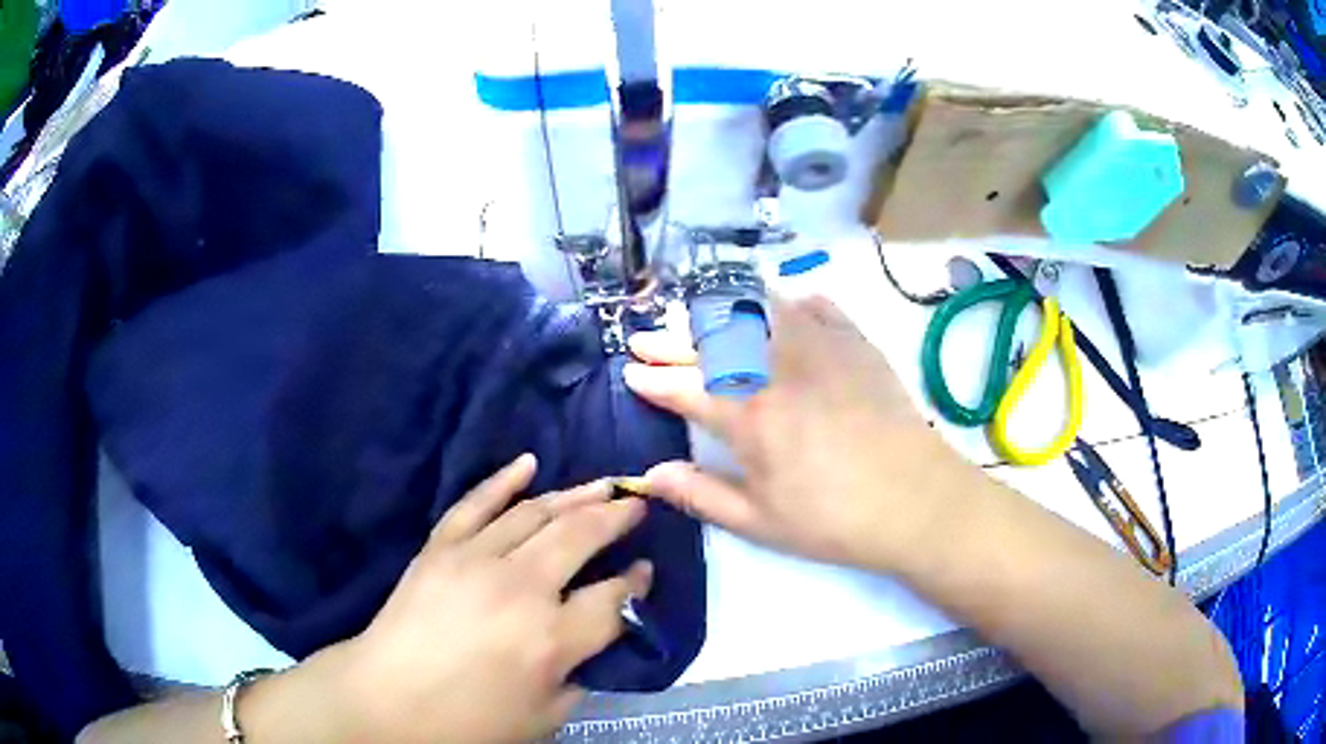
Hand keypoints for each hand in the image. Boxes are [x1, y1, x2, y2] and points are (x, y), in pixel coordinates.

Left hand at [325, 455, 652, 743]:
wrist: (387, 699)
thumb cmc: (468, 721)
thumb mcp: (541, 718)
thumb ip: (578, 680)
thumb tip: (592, 647)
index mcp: (552, 639)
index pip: (612, 599)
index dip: (636, 583)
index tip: (646, 571)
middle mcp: (521, 588)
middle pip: (580, 537)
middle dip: (616, 518)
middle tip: (637, 504)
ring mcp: (476, 559)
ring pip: (535, 513)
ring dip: (575, 495)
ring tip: (603, 485)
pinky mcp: (441, 547)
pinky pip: (475, 502)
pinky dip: (503, 480)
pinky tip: (528, 463)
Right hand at [624, 296, 977, 570]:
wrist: (917, 501)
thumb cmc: (835, 520)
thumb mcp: (761, 522)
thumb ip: (701, 495)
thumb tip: (650, 474)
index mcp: (750, 417)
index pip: (686, 387)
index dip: (653, 378)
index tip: (631, 370)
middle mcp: (778, 369)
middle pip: (711, 343)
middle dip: (670, 339)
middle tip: (645, 338)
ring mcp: (820, 348)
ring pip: (758, 310)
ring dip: (722, 311)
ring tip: (701, 315)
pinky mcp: (855, 343)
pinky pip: (816, 307)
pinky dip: (791, 303)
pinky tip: (781, 306)